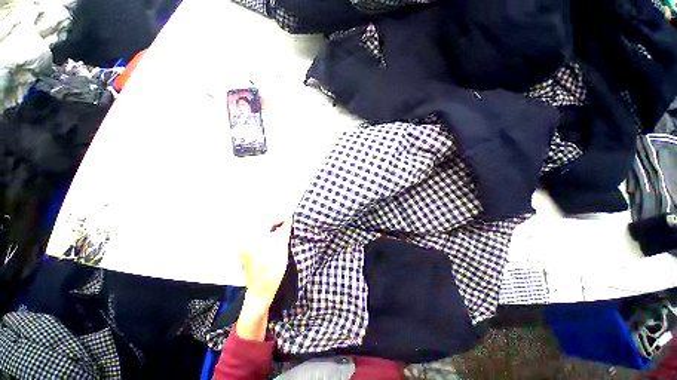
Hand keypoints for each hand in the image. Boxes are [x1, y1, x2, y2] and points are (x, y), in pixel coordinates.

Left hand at [238, 220, 291, 305]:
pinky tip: (275, 241)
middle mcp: (246, 242)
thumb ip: (285, 233)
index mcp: (253, 240)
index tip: (290, 220)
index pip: (267, 222)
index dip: (279, 219)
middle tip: (288, 225)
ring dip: (273, 231)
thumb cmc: (272, 271)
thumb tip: (289, 219)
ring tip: (284, 232)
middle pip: (263, 227)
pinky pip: (258, 240)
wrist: (260, 294)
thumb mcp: (281, 250)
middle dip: (276, 224)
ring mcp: (245, 249)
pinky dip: (268, 238)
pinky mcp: (246, 254)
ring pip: (261, 233)